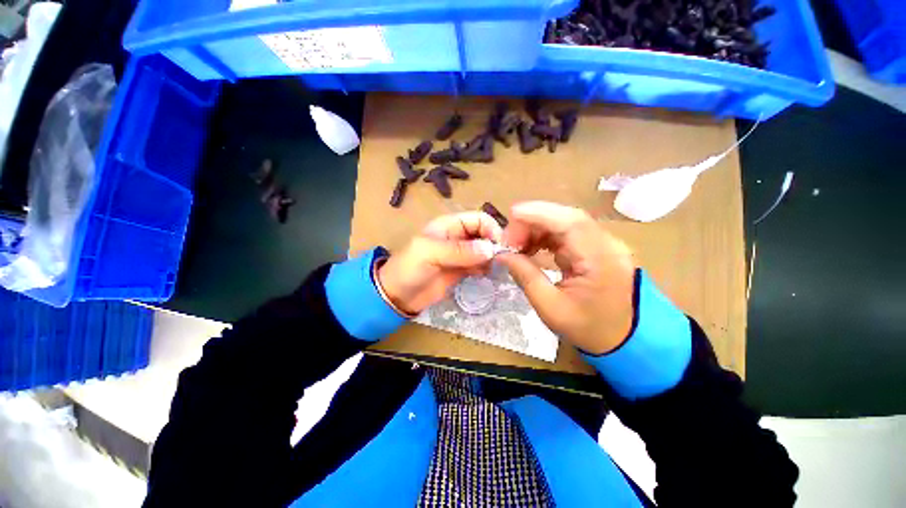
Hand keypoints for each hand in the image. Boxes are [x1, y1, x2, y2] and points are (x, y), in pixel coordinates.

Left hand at [377, 211, 503, 314]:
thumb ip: (459, 251)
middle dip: (493, 244)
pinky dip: (485, 268)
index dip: (491, 228)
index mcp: (449, 225)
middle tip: (500, 260)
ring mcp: (460, 255)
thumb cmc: (409, 268)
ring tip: (492, 269)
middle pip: (484, 234)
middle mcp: (457, 237)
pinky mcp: (461, 270)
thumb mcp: (430, 254)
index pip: (478, 219)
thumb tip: (490, 249)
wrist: (398, 296)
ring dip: (491, 257)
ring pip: (484, 250)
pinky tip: (484, 275)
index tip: (499, 246)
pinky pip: (480, 265)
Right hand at [498, 202, 636, 354]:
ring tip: (516, 246)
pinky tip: (530, 248)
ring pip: (564, 222)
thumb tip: (502, 255)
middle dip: (532, 222)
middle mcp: (606, 244)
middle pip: (565, 217)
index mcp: (600, 259)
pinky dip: (544, 237)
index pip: (570, 222)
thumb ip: (525, 276)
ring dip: (536, 229)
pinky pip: (566, 233)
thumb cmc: (588, 328)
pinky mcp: (595, 248)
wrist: (625, 339)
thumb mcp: (550, 307)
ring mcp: (602, 244)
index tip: (509, 219)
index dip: (537, 213)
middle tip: (509, 241)